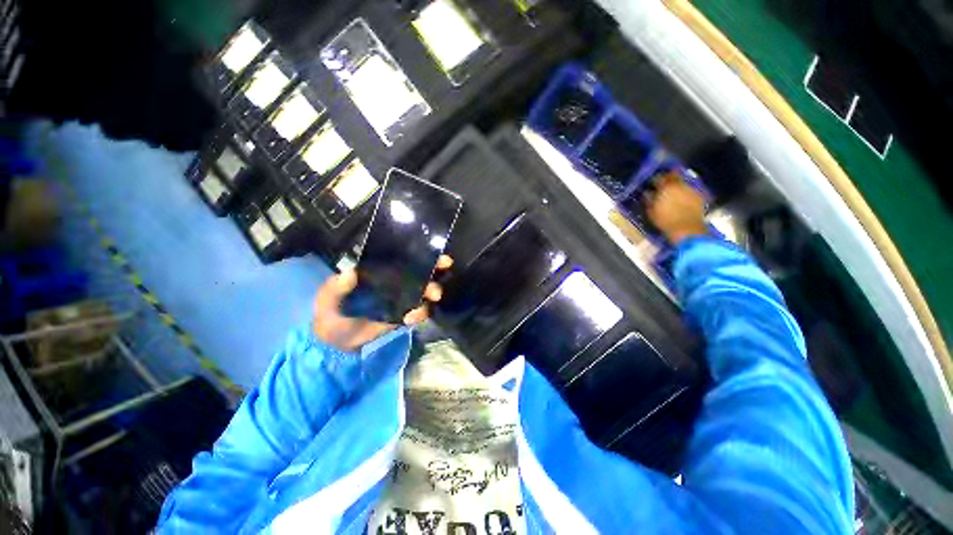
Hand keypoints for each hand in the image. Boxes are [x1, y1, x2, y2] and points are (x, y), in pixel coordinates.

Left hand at [312, 255, 452, 351]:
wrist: (335, 342)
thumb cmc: (331, 314)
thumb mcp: (328, 298)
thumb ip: (336, 287)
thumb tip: (350, 273)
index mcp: (379, 271)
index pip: (402, 259)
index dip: (419, 254)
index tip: (434, 251)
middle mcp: (394, 282)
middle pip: (419, 272)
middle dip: (435, 269)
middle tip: (443, 268)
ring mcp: (401, 299)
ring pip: (424, 291)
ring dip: (431, 291)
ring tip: (432, 296)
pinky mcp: (404, 315)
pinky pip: (419, 312)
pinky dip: (420, 313)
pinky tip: (410, 318)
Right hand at [644, 172, 707, 244]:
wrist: (687, 229)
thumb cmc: (665, 220)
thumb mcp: (652, 211)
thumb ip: (649, 200)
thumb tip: (647, 193)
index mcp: (667, 187)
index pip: (659, 177)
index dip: (654, 179)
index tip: (651, 183)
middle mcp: (680, 185)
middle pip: (674, 176)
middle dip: (668, 178)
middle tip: (662, 184)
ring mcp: (691, 190)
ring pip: (682, 183)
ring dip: (677, 186)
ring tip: (672, 193)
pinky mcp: (699, 197)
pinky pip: (689, 191)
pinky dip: (684, 193)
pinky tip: (681, 200)